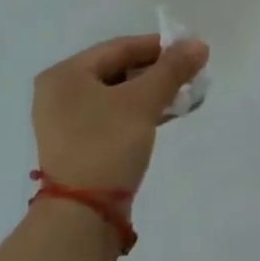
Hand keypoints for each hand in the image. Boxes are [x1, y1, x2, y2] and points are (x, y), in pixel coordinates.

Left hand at [33, 34, 209, 195]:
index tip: (190, 50)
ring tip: (186, 95)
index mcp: (65, 74)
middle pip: (118, 70)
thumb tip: (199, 44)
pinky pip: (114, 117)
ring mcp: (67, 122)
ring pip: (118, 95)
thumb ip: (172, 70)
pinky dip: (140, 113)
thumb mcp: (143, 102)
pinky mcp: (80, 145)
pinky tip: (168, 114)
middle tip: (190, 74)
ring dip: (152, 93)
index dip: (157, 46)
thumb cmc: (107, 145)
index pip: (119, 47)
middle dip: (157, 71)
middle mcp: (60, 93)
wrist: (82, 216)